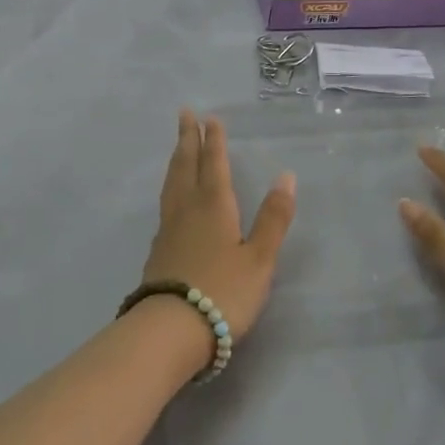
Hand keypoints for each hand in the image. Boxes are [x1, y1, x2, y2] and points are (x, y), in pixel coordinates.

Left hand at [142, 110, 296, 342]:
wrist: (170, 330)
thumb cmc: (223, 292)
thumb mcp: (259, 258)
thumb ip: (273, 218)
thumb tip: (286, 176)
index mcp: (214, 205)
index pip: (213, 163)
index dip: (213, 140)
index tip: (209, 117)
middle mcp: (187, 208)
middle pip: (186, 165)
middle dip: (188, 139)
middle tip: (184, 114)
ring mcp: (168, 228)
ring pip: (172, 182)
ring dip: (177, 159)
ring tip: (178, 147)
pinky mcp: (158, 249)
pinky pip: (166, 202)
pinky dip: (171, 186)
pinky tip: (173, 197)